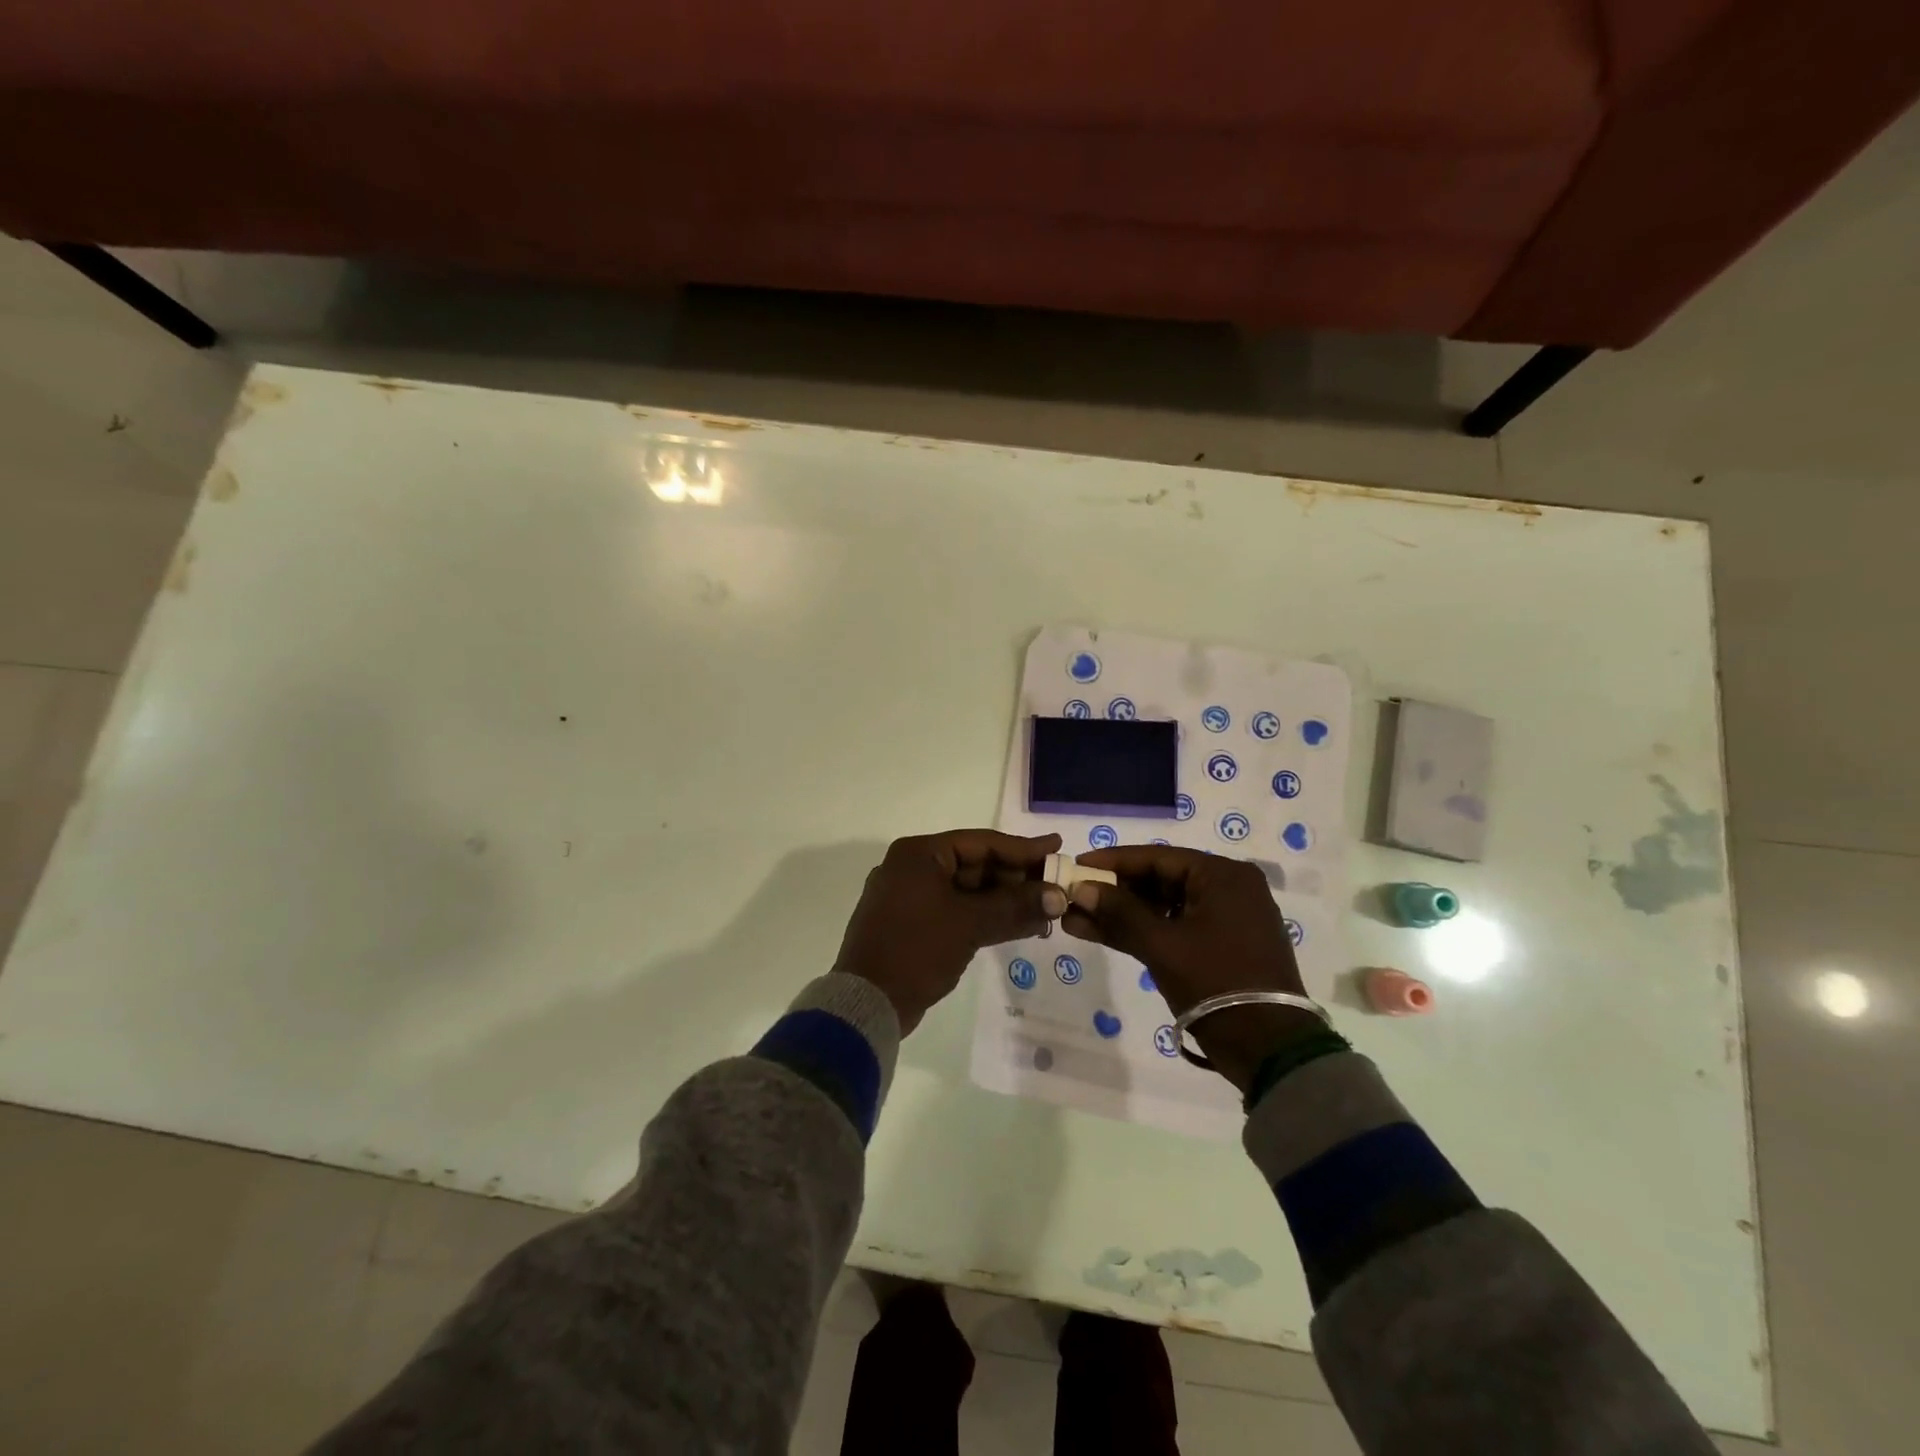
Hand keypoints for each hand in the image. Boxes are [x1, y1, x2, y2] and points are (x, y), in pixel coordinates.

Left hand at [834, 829, 1065, 1034]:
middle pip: (976, 865)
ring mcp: (911, 897)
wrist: (867, 1004)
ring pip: (968, 891)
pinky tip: (1020, 926)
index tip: (1057, 848)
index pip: (981, 842)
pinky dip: (986, 917)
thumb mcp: (969, 924)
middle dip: (1017, 879)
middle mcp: (912, 868)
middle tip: (1056, 886)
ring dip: (1006, 901)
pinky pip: (957, 911)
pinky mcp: (913, 925)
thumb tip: (1059, 896)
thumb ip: (1015, 906)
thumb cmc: (916, 949)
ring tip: (1047, 911)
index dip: (1023, 848)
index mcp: (919, 854)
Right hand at [1061, 845, 1321, 1090]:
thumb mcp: (1162, 944)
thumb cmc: (1216, 983)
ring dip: (1123, 914)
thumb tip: (1081, 889)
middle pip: (1160, 880)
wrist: (1269, 1049)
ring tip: (1077, 918)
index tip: (1077, 865)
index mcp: (1223, 875)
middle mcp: (1229, 888)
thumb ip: (1119, 912)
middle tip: (1074, 895)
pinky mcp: (1222, 947)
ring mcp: (1227, 919)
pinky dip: (1143, 932)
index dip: (1113, 861)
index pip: (1157, 857)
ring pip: (1164, 907)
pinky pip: (1175, 928)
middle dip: (1114, 891)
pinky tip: (1102, 934)